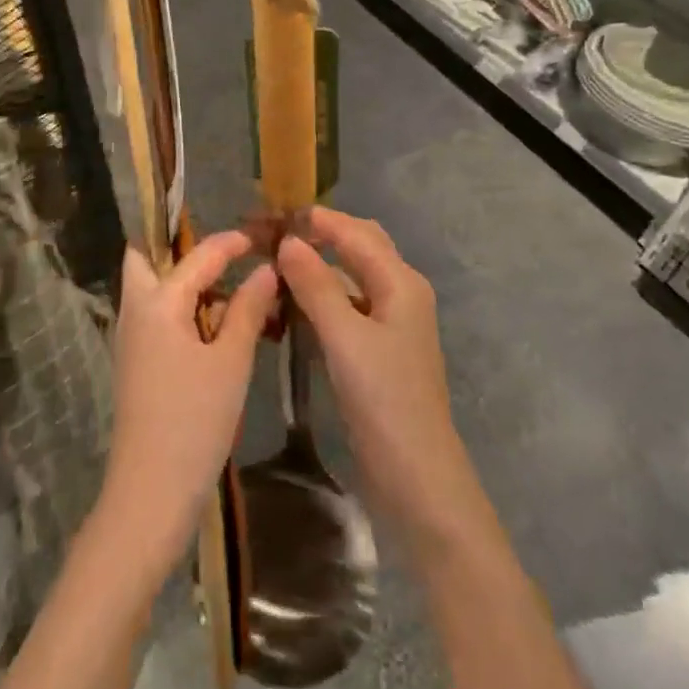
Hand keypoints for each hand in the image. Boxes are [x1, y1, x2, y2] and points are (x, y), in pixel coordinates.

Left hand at [98, 232, 277, 571]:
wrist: (151, 491)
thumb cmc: (195, 420)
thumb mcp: (231, 361)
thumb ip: (248, 309)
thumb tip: (266, 269)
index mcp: (157, 302)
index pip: (197, 256)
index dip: (230, 242)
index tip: (262, 235)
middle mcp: (135, 311)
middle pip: (146, 259)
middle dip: (179, 248)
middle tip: (224, 253)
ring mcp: (131, 338)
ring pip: (152, 289)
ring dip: (185, 280)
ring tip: (230, 288)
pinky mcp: (136, 362)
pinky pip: (157, 316)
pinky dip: (183, 309)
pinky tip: (217, 326)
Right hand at [278, 209, 477, 551]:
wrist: (416, 475)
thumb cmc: (384, 400)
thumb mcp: (345, 338)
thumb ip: (316, 285)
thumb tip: (289, 241)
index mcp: (401, 283)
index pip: (355, 232)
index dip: (316, 219)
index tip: (272, 213)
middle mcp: (400, 293)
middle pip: (357, 248)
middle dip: (318, 235)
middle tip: (272, 235)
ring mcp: (390, 323)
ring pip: (349, 279)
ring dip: (316, 268)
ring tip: (273, 265)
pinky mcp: (377, 349)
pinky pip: (345, 308)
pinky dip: (319, 299)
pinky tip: (289, 308)